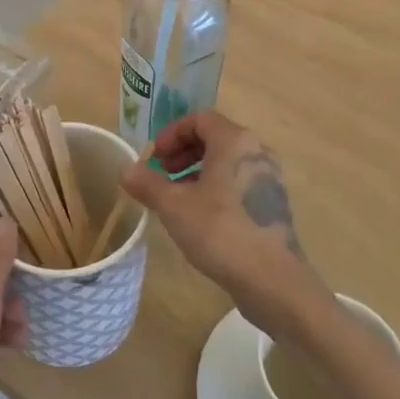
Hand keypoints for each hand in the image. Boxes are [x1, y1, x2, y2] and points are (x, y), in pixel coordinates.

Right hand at [121, 111, 331, 337]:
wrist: (272, 279)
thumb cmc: (220, 231)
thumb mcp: (174, 206)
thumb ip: (148, 183)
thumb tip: (126, 169)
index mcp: (235, 141)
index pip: (200, 119)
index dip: (172, 133)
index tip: (155, 158)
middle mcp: (257, 152)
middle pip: (215, 138)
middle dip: (184, 152)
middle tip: (162, 174)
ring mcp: (269, 179)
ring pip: (227, 162)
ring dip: (198, 172)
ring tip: (177, 198)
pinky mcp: (273, 205)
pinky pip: (239, 182)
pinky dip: (216, 188)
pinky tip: (200, 217)